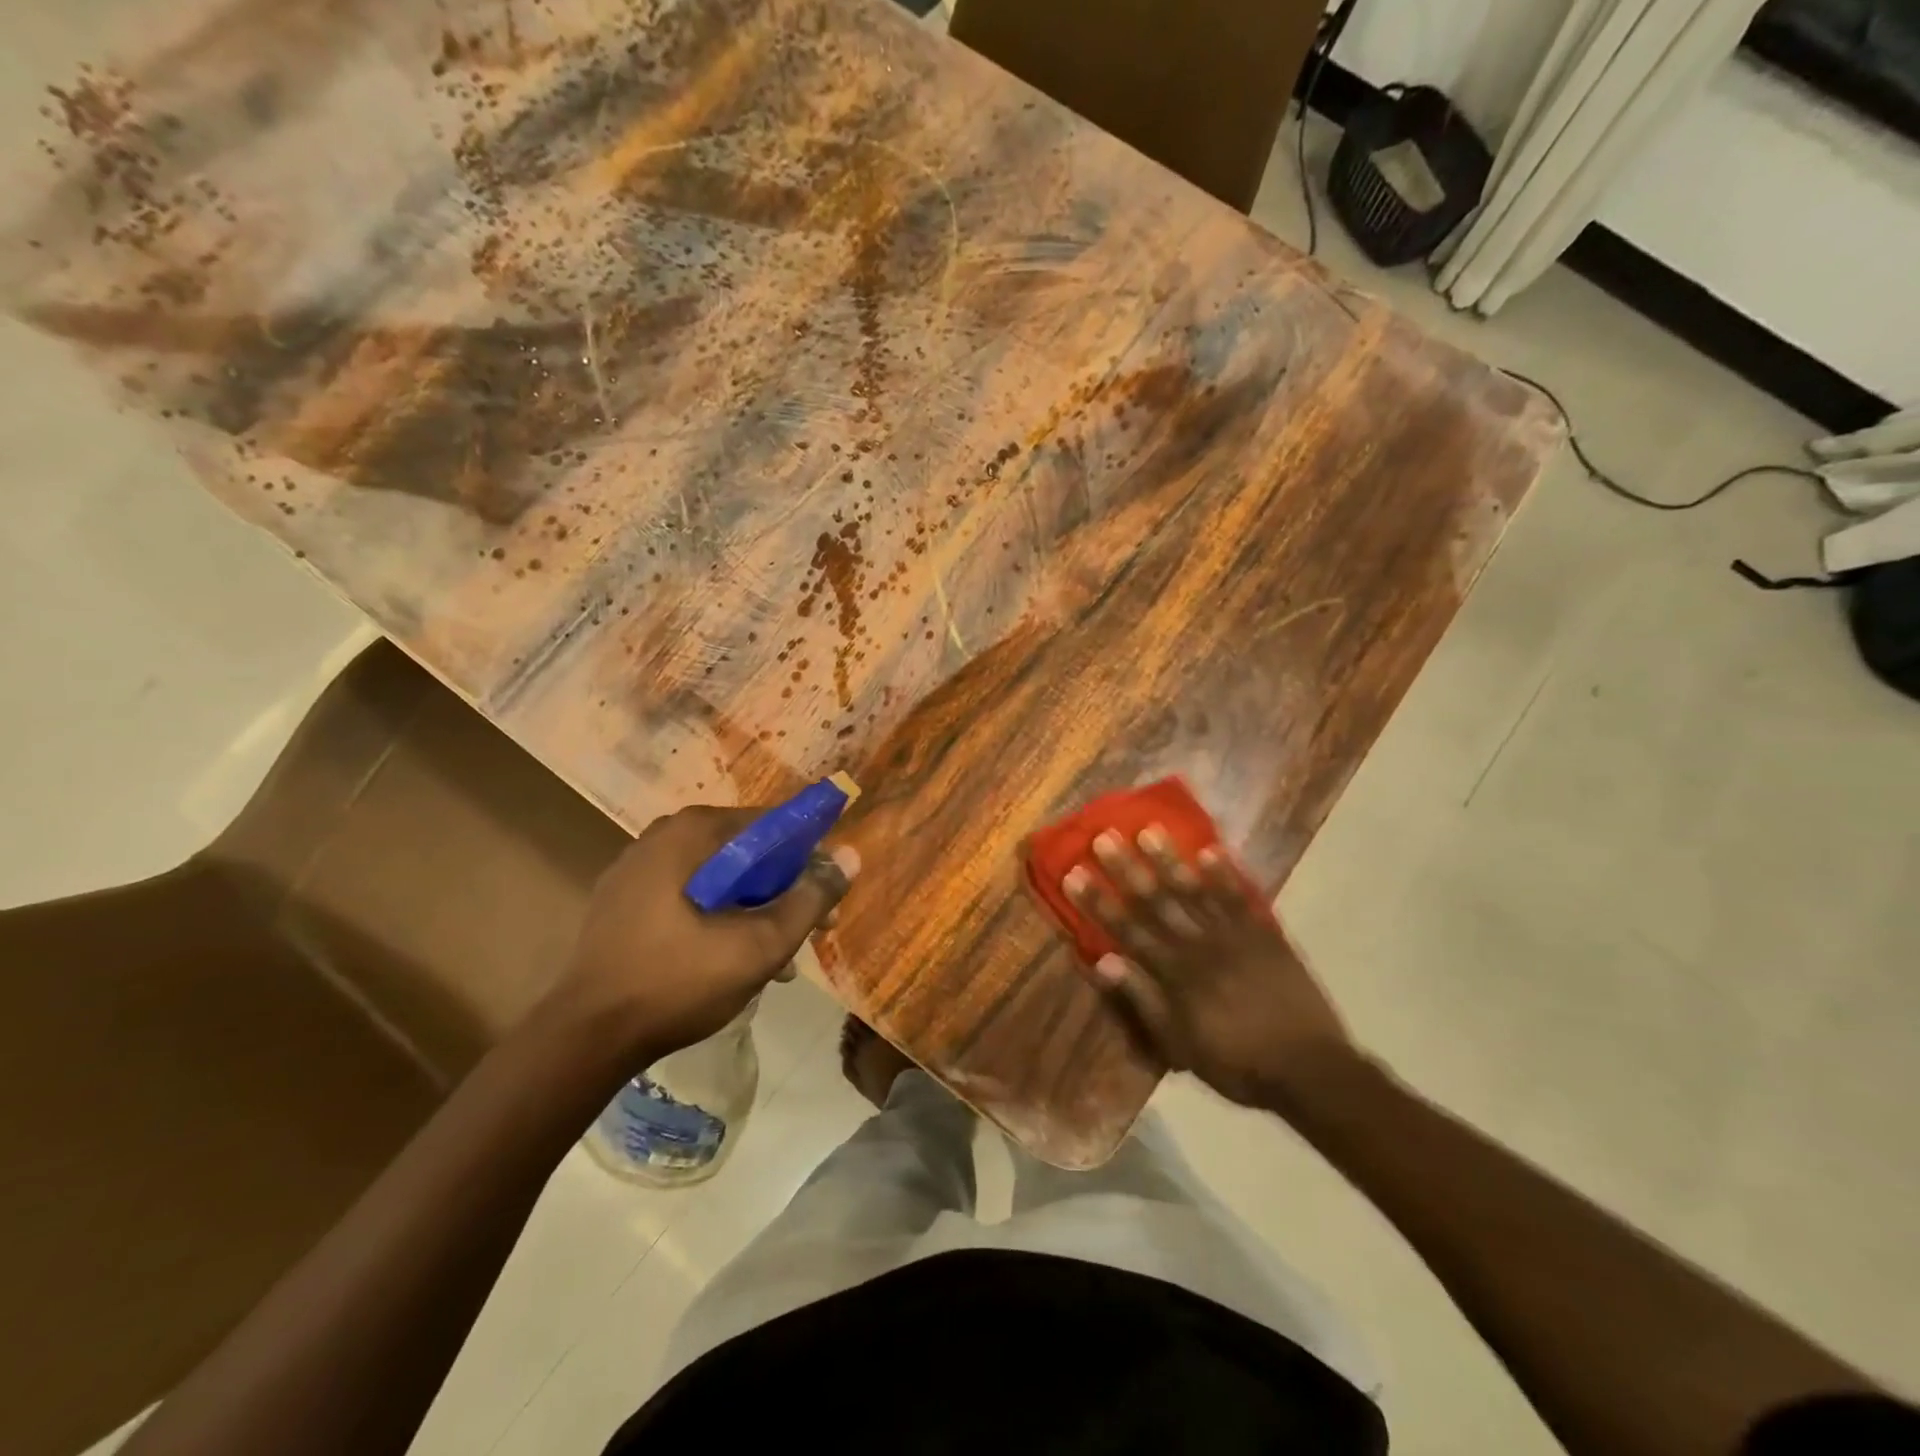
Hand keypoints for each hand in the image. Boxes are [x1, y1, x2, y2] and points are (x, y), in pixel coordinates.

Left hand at [556, 805, 857, 1060]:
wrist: (584, 1038)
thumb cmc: (678, 982)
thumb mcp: (759, 945)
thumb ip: (810, 898)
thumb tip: (851, 856)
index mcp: (692, 833)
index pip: (772, 825)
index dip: (809, 859)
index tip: (826, 897)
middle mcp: (662, 836)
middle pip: (745, 852)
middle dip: (782, 891)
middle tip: (806, 933)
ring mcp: (636, 868)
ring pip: (718, 877)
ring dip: (752, 909)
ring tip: (774, 959)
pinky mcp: (622, 901)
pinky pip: (688, 894)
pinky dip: (717, 916)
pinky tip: (730, 959)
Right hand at [1062, 827, 1355, 1108]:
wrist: (1309, 1070)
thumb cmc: (1236, 1063)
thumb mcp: (1179, 1045)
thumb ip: (1141, 1000)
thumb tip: (1102, 961)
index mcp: (1175, 974)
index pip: (1127, 930)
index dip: (1099, 901)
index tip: (1075, 872)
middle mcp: (1200, 946)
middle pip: (1157, 902)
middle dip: (1127, 869)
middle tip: (1104, 836)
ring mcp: (1235, 936)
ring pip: (1196, 891)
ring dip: (1170, 860)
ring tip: (1150, 830)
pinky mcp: (1267, 936)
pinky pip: (1243, 899)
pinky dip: (1226, 875)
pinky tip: (1211, 850)